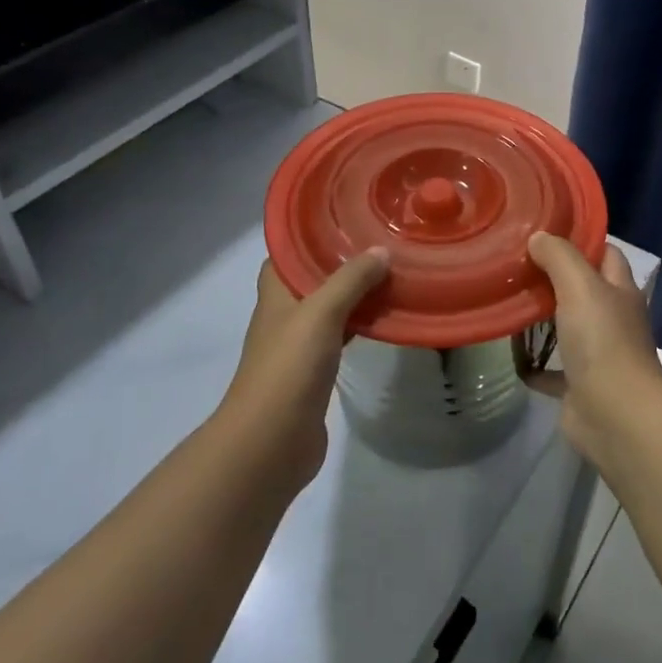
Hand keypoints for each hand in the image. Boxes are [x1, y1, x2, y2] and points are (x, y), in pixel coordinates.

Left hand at [220, 249, 389, 488]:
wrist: (272, 442)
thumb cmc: (289, 367)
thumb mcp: (321, 313)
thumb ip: (350, 280)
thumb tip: (380, 251)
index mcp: (276, 296)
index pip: (284, 255)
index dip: (307, 237)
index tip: (342, 220)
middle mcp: (284, 317)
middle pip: (310, 281)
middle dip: (339, 263)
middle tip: (378, 244)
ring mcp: (298, 348)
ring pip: (328, 310)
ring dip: (353, 295)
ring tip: (389, 274)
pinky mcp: (315, 374)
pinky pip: (340, 338)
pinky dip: (359, 326)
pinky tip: (385, 320)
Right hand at [524, 234, 661, 466]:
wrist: (615, 415)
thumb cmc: (602, 341)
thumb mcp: (580, 286)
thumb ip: (559, 257)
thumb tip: (539, 237)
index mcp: (620, 291)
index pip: (606, 253)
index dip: (582, 240)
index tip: (546, 230)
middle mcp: (613, 319)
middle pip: (585, 290)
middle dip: (555, 277)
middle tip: (517, 264)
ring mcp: (599, 355)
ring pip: (569, 328)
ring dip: (544, 319)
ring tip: (509, 302)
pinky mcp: (580, 386)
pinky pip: (553, 371)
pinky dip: (534, 365)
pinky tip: (511, 355)